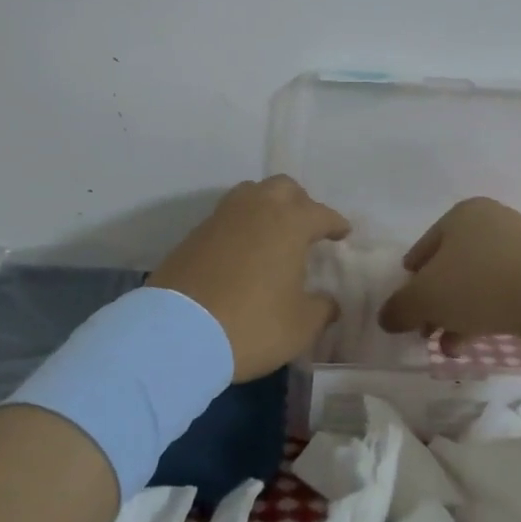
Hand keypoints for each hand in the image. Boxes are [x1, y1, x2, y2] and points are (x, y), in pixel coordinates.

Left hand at [149, 176, 351, 381]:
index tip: (343, 233)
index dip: (335, 223)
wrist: (178, 333)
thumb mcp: (301, 326)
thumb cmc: (252, 324)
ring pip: (251, 194)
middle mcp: (256, 209)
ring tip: (272, 232)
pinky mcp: (194, 234)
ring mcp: (221, 218)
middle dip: (300, 203)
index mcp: (289, 222)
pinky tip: (242, 250)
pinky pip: (226, 217)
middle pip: (283, 188)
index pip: (321, 213)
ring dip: (266, 207)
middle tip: (306, 227)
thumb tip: (328, 302)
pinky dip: (240, 226)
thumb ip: (321, 309)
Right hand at [378, 197, 520, 344]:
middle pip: (450, 267)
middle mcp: (492, 222)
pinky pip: (504, 293)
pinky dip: (486, 314)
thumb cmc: (481, 283)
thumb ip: (400, 308)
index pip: (422, 249)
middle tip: (426, 332)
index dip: (410, 283)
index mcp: (461, 214)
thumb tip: (385, 318)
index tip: (408, 311)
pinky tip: (475, 343)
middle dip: (436, 303)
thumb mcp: (426, 297)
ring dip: (458, 314)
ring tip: (449, 347)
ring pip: (477, 283)